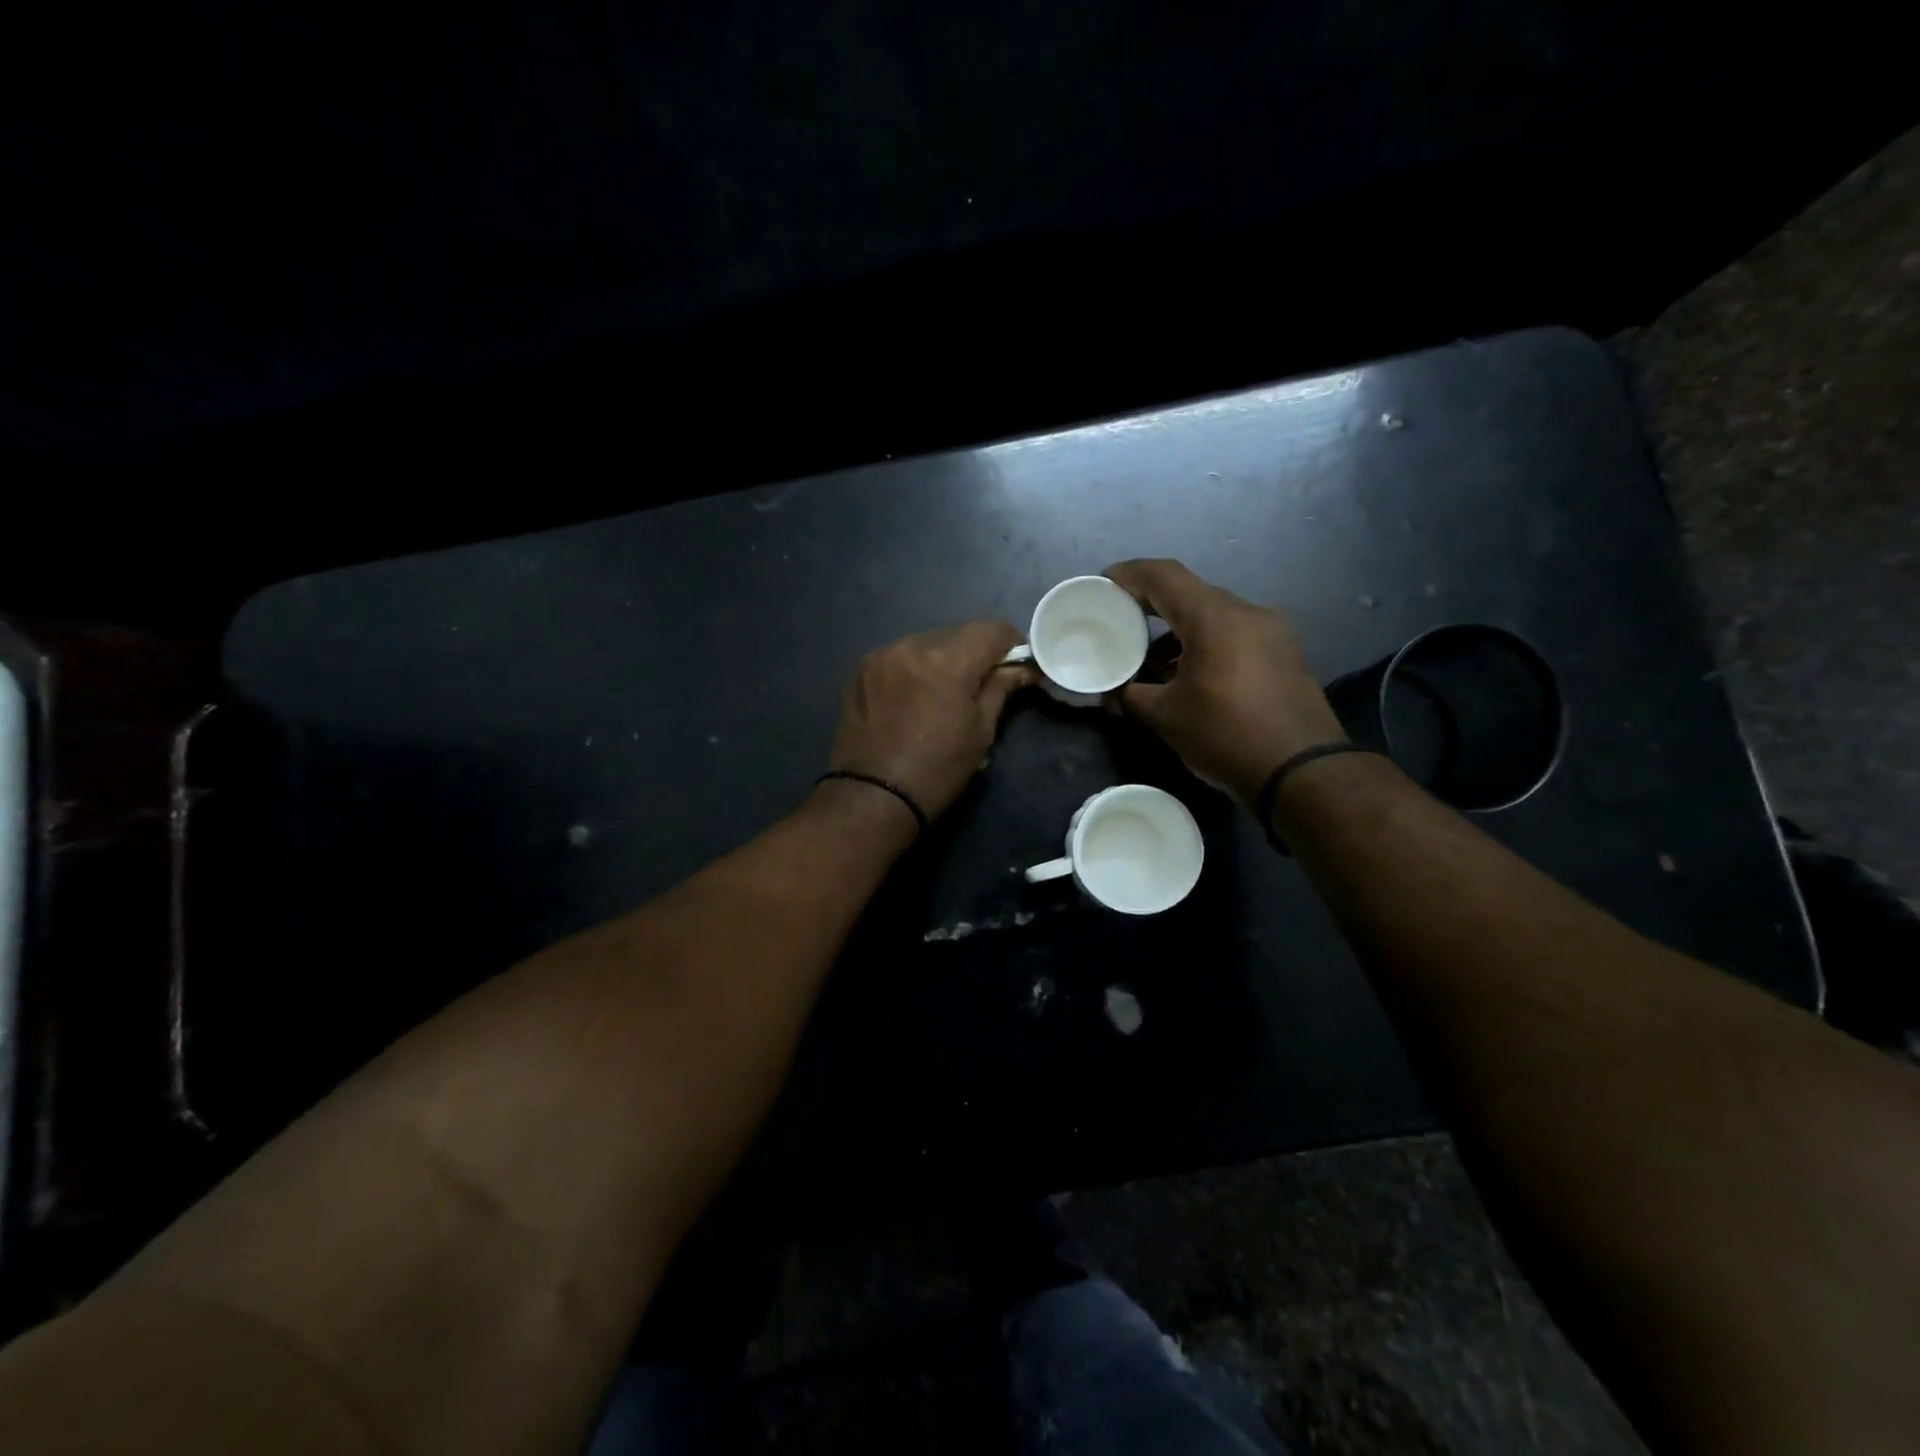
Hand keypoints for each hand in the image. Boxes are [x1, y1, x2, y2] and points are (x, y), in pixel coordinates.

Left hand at [827, 619, 1033, 822]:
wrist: (872, 797)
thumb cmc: (937, 770)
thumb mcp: (980, 732)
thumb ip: (1000, 688)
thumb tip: (1022, 668)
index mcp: (946, 661)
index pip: (992, 628)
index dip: (1011, 644)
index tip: (1014, 666)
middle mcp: (911, 645)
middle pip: (958, 633)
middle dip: (975, 653)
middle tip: (980, 684)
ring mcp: (881, 655)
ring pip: (927, 642)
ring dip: (942, 659)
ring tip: (943, 693)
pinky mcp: (861, 669)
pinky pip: (899, 656)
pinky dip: (914, 668)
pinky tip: (914, 697)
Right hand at [1104, 559, 1343, 804]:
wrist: (1303, 772)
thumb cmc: (1226, 736)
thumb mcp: (1166, 717)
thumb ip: (1130, 696)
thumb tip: (1111, 693)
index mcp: (1214, 618)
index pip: (1164, 576)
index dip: (1130, 574)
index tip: (1105, 584)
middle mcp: (1246, 612)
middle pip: (1190, 593)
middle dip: (1152, 605)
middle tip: (1123, 622)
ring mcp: (1272, 631)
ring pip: (1214, 615)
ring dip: (1180, 630)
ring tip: (1153, 662)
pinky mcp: (1285, 653)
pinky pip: (1235, 634)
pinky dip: (1206, 643)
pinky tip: (1190, 676)